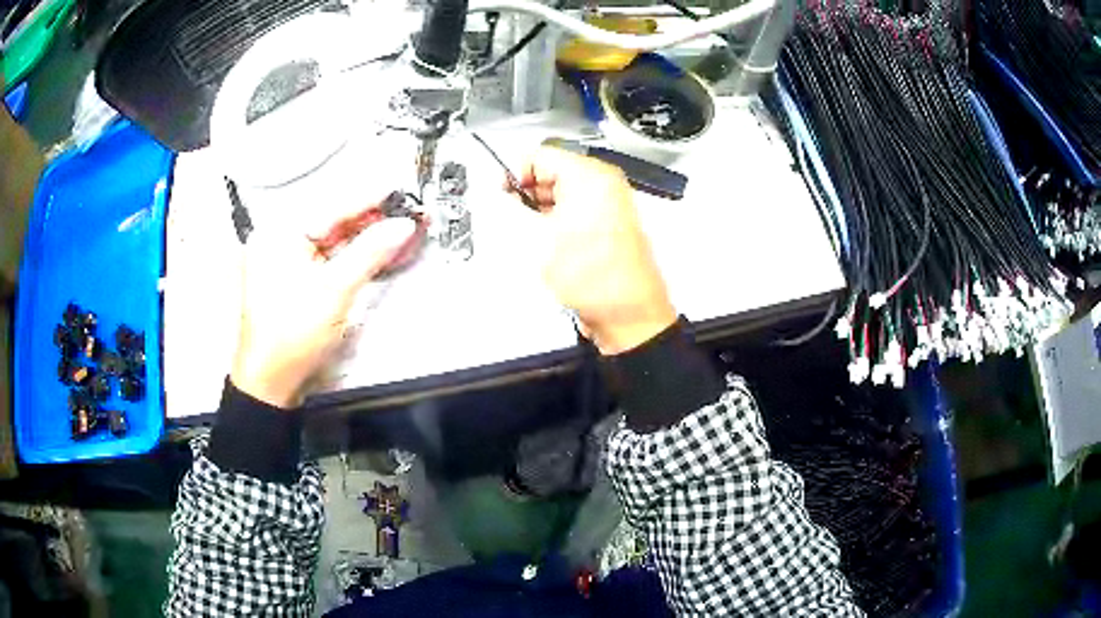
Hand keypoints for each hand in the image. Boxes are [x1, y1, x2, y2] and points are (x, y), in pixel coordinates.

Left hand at [231, 211, 417, 407]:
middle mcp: (278, 240)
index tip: (399, 190)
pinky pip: (326, 258)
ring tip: (395, 230)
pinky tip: (373, 252)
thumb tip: (402, 225)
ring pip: (331, 241)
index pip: (333, 207)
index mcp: (279, 233)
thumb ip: (371, 252)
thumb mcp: (335, 290)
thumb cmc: (292, 335)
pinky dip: (350, 256)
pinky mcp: (292, 280)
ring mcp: (284, 261)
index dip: (370, 199)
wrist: (271, 382)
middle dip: (370, 220)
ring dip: (363, 238)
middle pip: (332, 222)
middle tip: (404, 214)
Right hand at [515, 146, 676, 354]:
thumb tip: (505, 197)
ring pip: (565, 194)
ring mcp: (611, 205)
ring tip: (534, 234)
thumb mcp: (540, 238)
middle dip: (530, 193)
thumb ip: (516, 209)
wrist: (627, 312)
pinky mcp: (611, 225)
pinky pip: (578, 211)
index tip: (506, 191)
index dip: (517, 172)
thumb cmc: (595, 278)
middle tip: (516, 214)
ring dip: (543, 209)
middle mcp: (605, 185)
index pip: (542, 155)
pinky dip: (560, 221)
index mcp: (591, 176)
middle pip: (554, 172)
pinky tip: (551, 243)